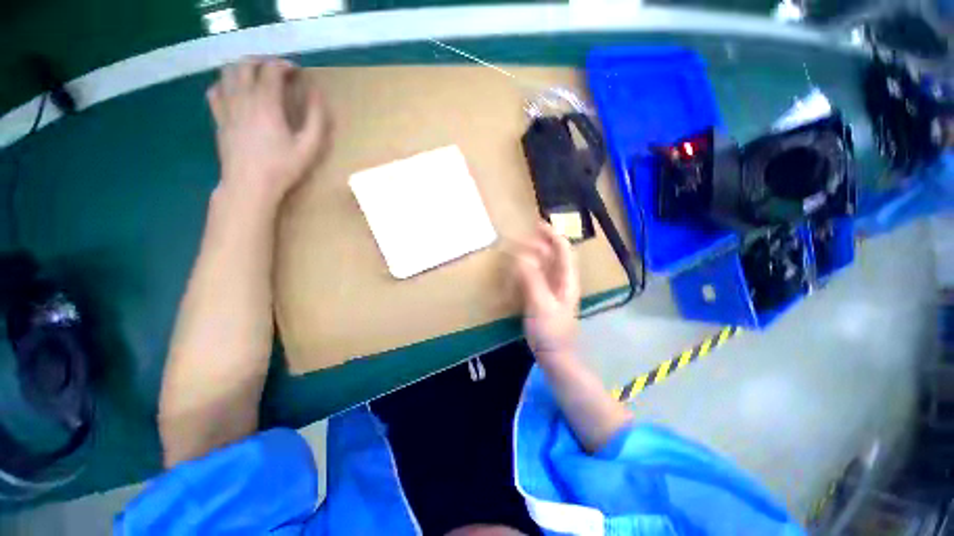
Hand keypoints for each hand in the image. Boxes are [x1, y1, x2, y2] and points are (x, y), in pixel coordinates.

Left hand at [207, 58, 328, 206]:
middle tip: (277, 71)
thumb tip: (317, 94)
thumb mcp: (309, 146)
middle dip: (263, 61)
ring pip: (228, 72)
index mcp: (266, 102)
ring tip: (257, 77)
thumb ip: (316, 119)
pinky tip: (235, 92)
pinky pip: (215, 89)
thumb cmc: (282, 167)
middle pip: (246, 63)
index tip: (296, 72)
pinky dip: (226, 84)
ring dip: (243, 68)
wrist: (249, 184)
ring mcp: (226, 106)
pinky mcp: (218, 117)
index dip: (285, 65)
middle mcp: (243, 97)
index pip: (271, 69)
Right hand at [515, 223, 580, 362]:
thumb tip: (521, 255)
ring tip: (520, 247)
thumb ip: (531, 279)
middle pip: (555, 256)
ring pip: (546, 266)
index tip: (538, 224)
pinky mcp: (544, 299)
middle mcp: (562, 282)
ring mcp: (553, 291)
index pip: (564, 251)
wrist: (555, 356)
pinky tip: (520, 269)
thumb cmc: (551, 331)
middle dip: (542, 243)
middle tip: (523, 236)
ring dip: (535, 254)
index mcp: (567, 280)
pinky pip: (538, 277)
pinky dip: (529, 268)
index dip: (553, 235)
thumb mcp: (540, 304)